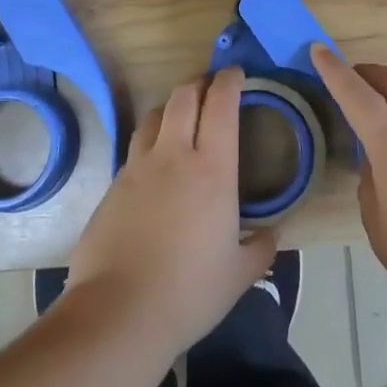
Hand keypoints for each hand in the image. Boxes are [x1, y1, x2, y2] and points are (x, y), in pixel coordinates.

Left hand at [65, 67, 275, 356]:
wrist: (119, 312)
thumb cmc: (189, 292)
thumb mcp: (238, 275)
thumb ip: (261, 248)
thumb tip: (272, 233)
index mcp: (212, 170)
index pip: (221, 105)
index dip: (229, 81)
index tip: (237, 74)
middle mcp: (174, 155)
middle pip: (184, 96)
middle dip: (199, 83)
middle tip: (211, 88)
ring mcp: (138, 167)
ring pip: (155, 115)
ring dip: (172, 107)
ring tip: (182, 118)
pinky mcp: (113, 185)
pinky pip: (136, 148)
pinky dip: (151, 142)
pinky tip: (156, 166)